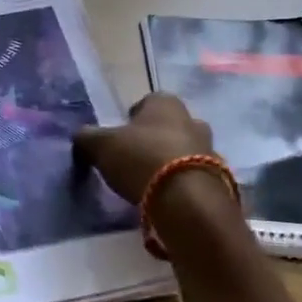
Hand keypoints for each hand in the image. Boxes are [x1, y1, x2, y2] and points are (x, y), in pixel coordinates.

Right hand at [73, 93, 215, 205]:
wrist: (187, 200)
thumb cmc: (141, 159)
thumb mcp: (101, 146)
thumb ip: (87, 137)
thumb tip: (81, 137)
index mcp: (166, 103)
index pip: (147, 102)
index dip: (132, 118)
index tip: (120, 138)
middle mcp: (192, 119)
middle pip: (169, 126)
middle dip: (155, 139)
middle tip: (136, 160)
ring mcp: (211, 149)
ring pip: (185, 150)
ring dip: (171, 161)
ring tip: (152, 183)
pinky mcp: (220, 178)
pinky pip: (196, 176)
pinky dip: (183, 183)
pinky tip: (168, 198)